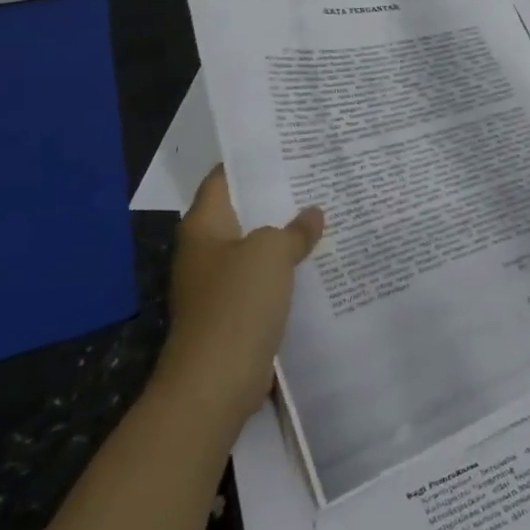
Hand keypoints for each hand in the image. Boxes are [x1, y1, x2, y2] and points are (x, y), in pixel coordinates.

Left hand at [153, 167, 324, 410]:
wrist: (215, 382)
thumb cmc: (237, 303)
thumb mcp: (272, 252)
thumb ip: (295, 229)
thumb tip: (312, 215)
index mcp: (204, 227)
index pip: (224, 179)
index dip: (252, 161)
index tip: (287, 147)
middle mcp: (205, 250)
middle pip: (243, 213)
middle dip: (278, 198)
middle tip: (318, 178)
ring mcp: (217, 284)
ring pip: (257, 248)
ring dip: (285, 237)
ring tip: (326, 215)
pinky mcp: (233, 313)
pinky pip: (263, 280)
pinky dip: (286, 271)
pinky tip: (317, 263)